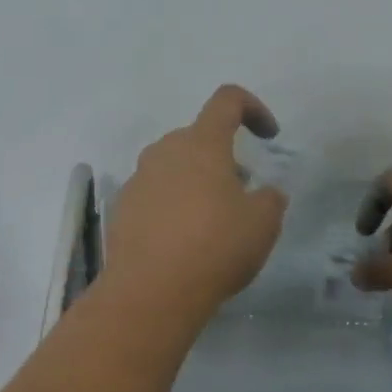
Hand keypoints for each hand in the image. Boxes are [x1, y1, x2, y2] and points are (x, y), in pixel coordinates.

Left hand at [103, 85, 288, 322]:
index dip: (253, 108)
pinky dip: (172, 206)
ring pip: (173, 166)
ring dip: (196, 181)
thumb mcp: (262, 224)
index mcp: (201, 144)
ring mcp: (138, 179)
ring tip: (213, 220)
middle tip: (241, 191)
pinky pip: (154, 194)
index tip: (268, 136)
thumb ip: (269, 199)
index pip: (227, 100)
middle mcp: (164, 152)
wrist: (150, 291)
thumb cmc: (214, 247)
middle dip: (223, 156)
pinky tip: (183, 241)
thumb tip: (264, 193)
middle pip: (198, 137)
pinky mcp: (122, 208)